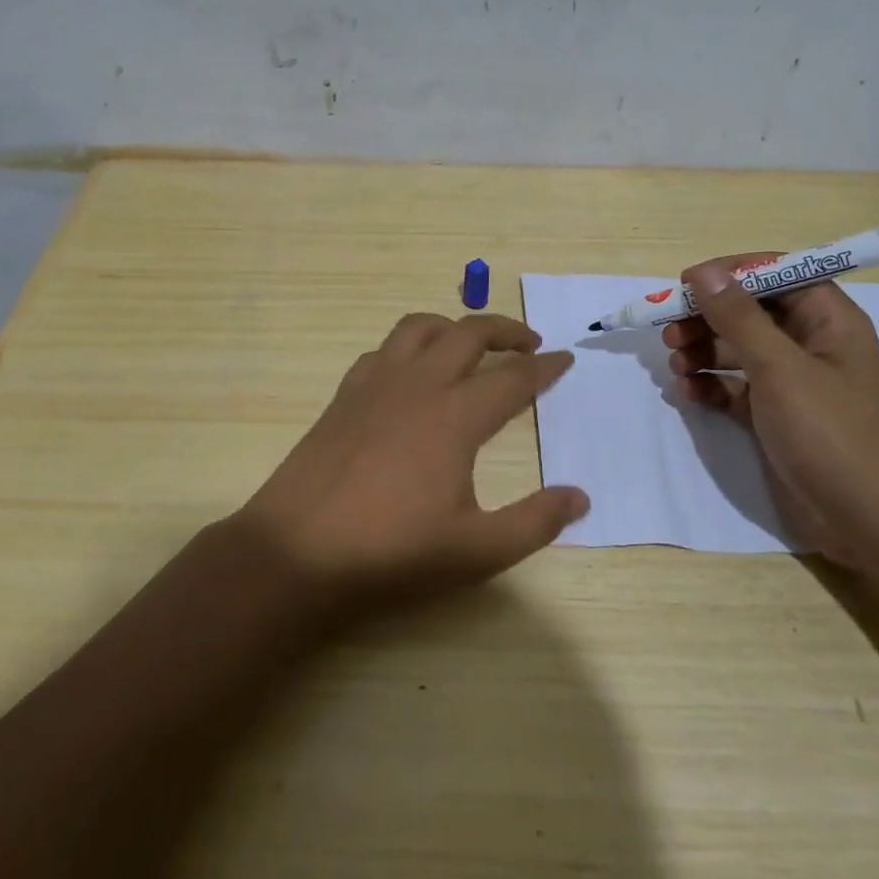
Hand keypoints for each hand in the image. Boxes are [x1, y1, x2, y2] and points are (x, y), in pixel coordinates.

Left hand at [237, 312, 586, 615]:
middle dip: (506, 330)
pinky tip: (411, 371)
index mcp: (455, 416)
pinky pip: (383, 349)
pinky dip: (409, 346)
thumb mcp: (476, 550)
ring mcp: (376, 384)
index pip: (513, 377)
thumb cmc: (391, 551)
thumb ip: (535, 522)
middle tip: (530, 342)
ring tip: (471, 343)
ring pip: (420, 328)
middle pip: (469, 333)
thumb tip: (580, 497)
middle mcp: (418, 385)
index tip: (566, 359)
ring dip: (454, 326)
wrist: (298, 550)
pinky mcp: (345, 394)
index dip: (545, 367)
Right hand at [662, 254, 878, 566]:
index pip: (777, 274)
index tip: (687, 284)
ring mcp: (793, 383)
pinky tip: (689, 394)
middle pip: (750, 312)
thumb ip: (738, 317)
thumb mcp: (780, 368)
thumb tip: (704, 272)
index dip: (732, 273)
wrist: (869, 523)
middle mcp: (811, 345)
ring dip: (703, 352)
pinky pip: (735, 388)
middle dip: (708, 317)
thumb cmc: (831, 433)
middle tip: (669, 332)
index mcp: (828, 321)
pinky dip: (710, 387)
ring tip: (676, 365)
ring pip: (738, 350)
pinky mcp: (776, 417)